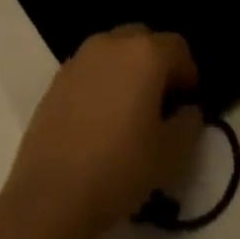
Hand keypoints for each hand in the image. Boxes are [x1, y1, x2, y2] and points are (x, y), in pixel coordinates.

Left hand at [5, 26, 202, 238]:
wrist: (50, 199)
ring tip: (127, 110)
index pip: (178, 47)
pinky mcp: (56, 80)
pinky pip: (90, 69)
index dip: (188, 73)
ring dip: (127, 70)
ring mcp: (80, 59)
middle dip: (157, 64)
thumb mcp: (171, 153)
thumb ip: (189, 122)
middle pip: (144, 40)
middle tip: (159, 102)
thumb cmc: (119, 169)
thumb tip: (186, 110)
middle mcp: (112, 43)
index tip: (186, 103)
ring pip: (114, 51)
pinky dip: (101, 82)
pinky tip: (98, 119)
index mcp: (145, 54)